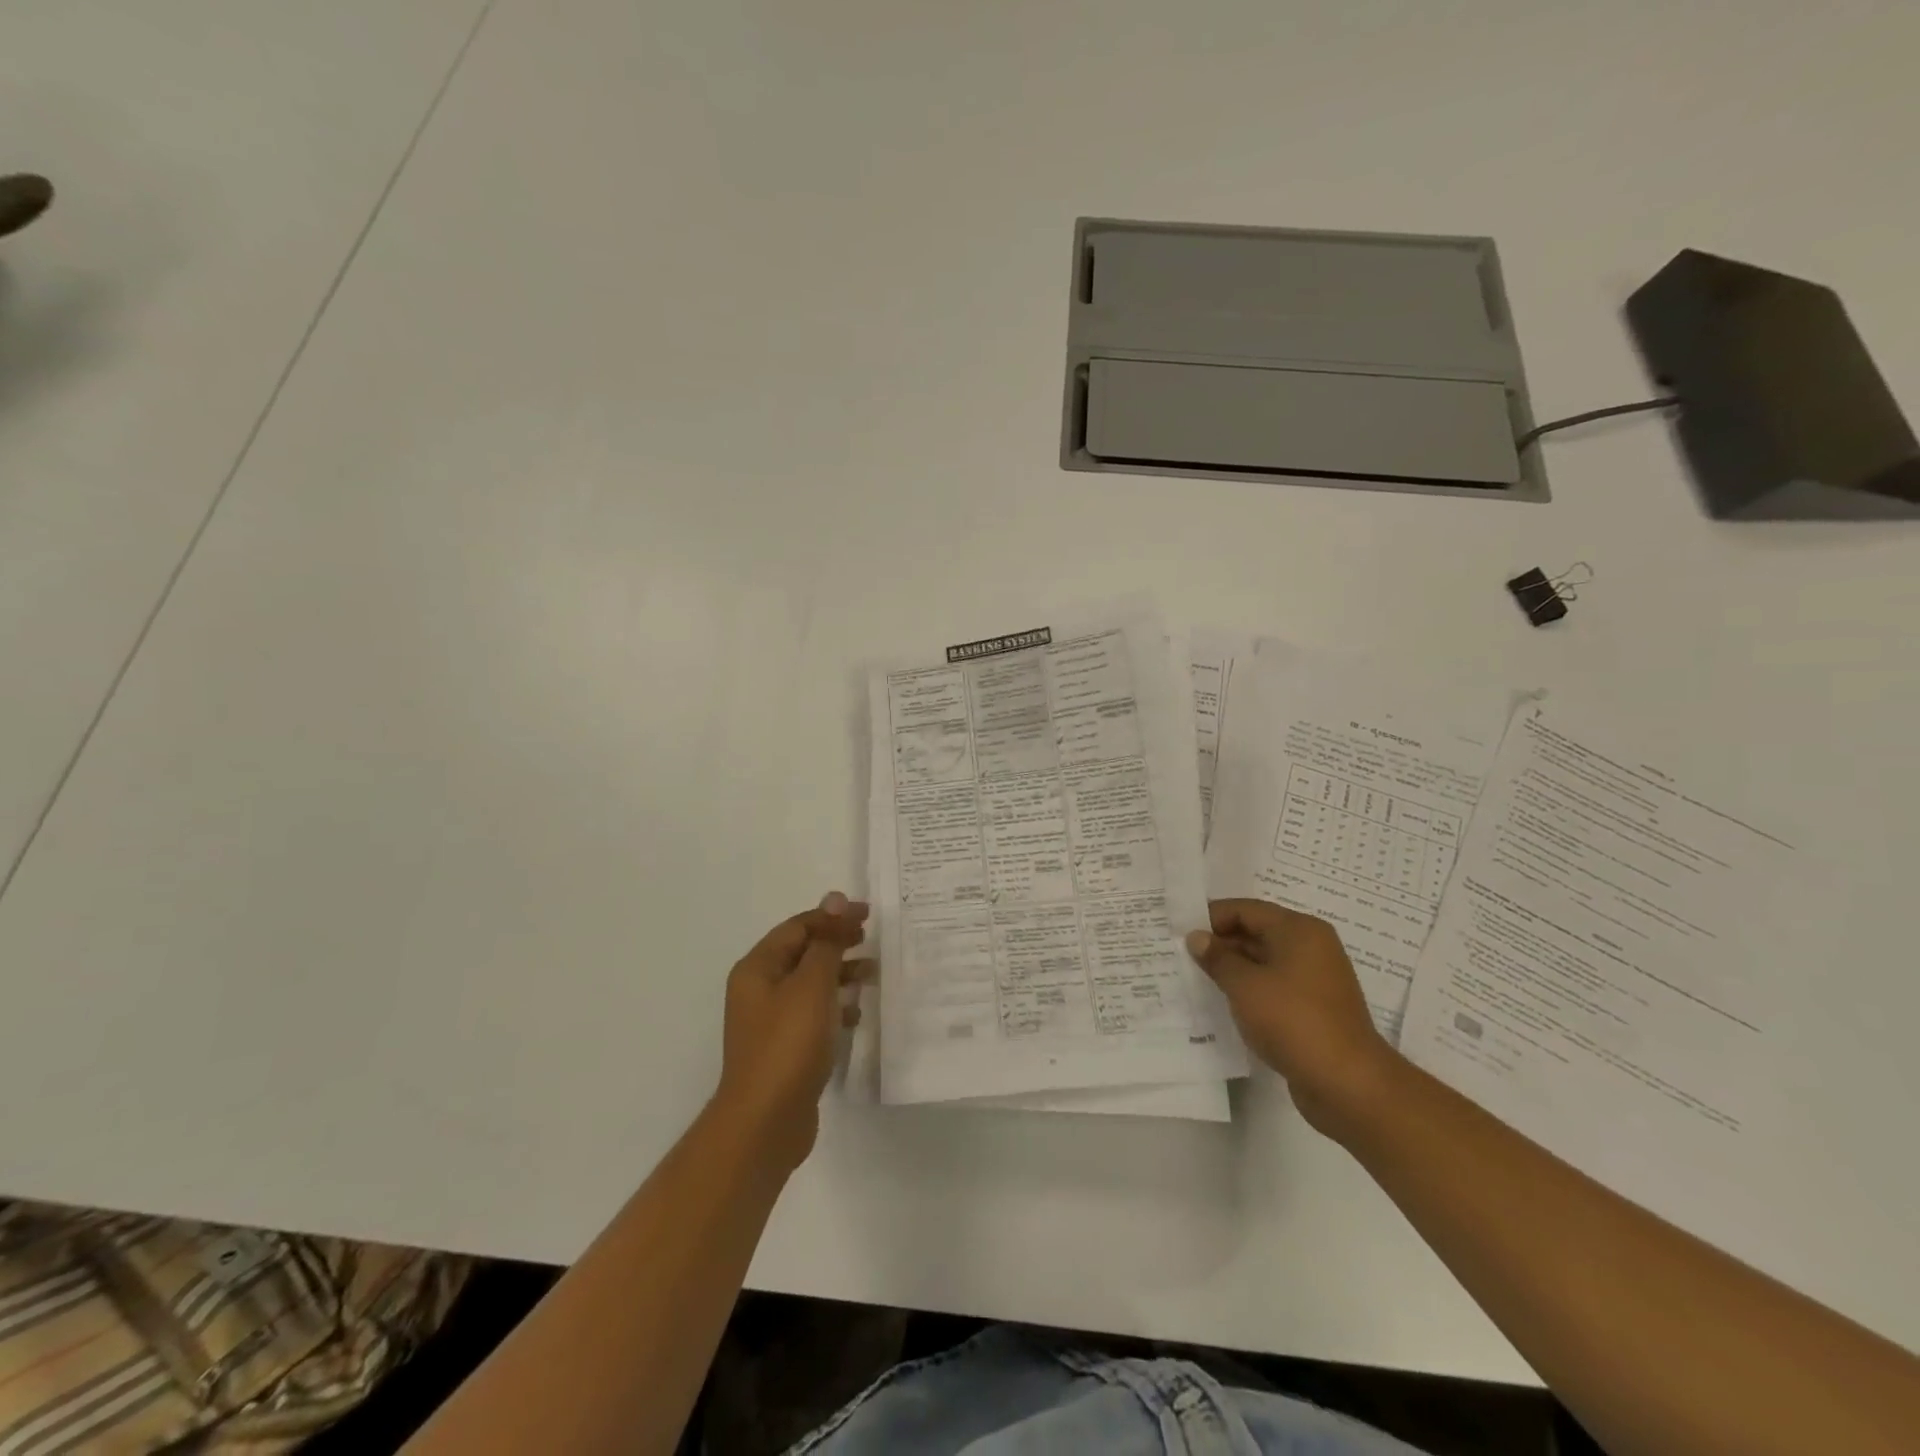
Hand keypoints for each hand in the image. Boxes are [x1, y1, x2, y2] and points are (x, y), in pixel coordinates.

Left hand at [715, 892, 871, 1172]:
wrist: (765, 1123)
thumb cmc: (788, 1044)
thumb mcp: (812, 985)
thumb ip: (826, 942)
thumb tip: (835, 899)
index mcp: (758, 969)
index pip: (798, 927)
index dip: (832, 916)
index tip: (868, 914)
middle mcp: (759, 990)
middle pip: (803, 953)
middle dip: (837, 943)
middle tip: (871, 939)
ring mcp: (770, 1022)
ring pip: (810, 985)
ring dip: (840, 975)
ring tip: (873, 974)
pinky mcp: (784, 1049)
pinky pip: (813, 1015)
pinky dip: (835, 1008)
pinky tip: (857, 1015)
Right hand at [1186, 899, 1398, 1138]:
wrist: (1348, 1084)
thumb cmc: (1293, 1021)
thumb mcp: (1245, 986)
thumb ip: (1217, 958)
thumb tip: (1197, 937)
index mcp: (1298, 930)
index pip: (1245, 909)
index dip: (1211, 917)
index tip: (1179, 931)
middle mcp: (1311, 947)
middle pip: (1256, 932)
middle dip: (1220, 943)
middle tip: (1182, 955)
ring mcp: (1315, 979)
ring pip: (1264, 962)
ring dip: (1233, 968)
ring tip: (1197, 978)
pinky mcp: (1314, 1008)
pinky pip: (1275, 987)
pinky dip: (1250, 990)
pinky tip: (1226, 1003)